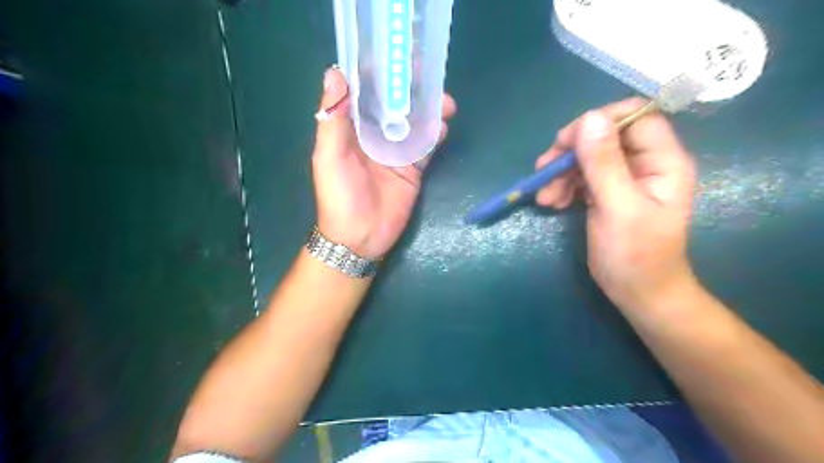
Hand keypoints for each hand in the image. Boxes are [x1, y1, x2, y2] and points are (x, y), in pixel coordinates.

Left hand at [311, 66, 455, 259]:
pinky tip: (443, 125)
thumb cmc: (339, 197)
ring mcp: (395, 153)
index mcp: (351, 130)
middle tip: (428, 75)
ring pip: (413, 124)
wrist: (359, 237)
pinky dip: (434, 135)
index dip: (379, 75)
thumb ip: (333, 120)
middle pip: (394, 106)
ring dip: (428, 110)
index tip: (396, 58)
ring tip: (445, 101)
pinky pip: (425, 147)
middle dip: (411, 90)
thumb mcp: (329, 157)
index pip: (365, 95)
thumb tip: (335, 73)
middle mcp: (374, 137)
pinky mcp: (412, 169)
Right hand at [539, 100, 697, 312]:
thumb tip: (588, 118)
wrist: (637, 292)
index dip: (600, 121)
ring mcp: (623, 178)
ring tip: (545, 197)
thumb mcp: (618, 208)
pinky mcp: (606, 192)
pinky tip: (552, 203)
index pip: (635, 117)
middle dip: (571, 152)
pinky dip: (563, 185)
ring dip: (561, 172)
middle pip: (604, 136)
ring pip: (587, 156)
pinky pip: (580, 176)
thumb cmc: (636, 255)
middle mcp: (644, 163)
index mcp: (662, 161)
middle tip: (543, 171)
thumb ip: (604, 164)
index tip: (566, 142)